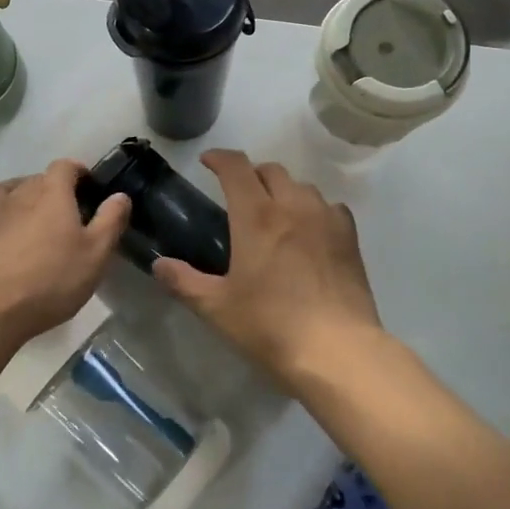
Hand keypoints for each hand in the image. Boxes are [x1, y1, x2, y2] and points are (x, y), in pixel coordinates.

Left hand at [0, 159, 131, 344]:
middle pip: (36, 178)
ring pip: (4, 190)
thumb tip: (120, 195)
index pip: (65, 166)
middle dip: (51, 189)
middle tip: (64, 215)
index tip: (88, 187)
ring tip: (27, 216)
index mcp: (52, 193)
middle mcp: (19, 193)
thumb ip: (110, 221)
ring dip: (17, 197)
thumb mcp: (95, 255)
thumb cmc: (51, 280)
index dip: (78, 172)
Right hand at [154, 150, 381, 382]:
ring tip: (274, 213)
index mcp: (256, 215)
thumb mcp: (217, 307)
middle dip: (250, 174)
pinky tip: (309, 231)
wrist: (337, 350)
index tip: (207, 162)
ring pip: (301, 185)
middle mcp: (292, 205)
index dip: (219, 158)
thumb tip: (159, 265)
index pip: (236, 167)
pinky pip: (329, 207)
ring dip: (282, 190)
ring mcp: (325, 218)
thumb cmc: (270, 325)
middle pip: (270, 170)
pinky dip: (313, 209)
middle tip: (237, 194)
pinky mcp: (350, 237)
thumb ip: (184, 281)